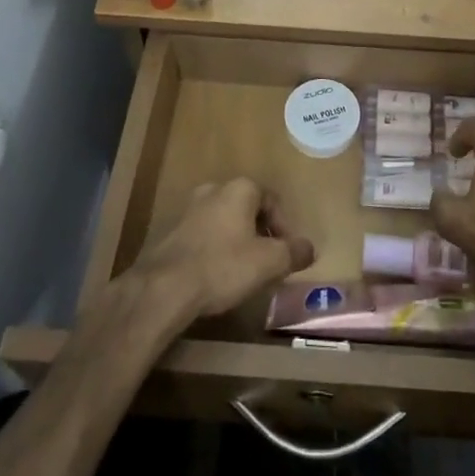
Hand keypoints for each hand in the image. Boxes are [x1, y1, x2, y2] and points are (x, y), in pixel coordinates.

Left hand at [132, 177, 314, 318]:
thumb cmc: (223, 266)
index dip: (285, 227)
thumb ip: (293, 252)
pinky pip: (206, 235)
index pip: (273, 200)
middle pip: (248, 209)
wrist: (164, 287)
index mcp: (240, 188)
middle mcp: (214, 189)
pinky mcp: (173, 231)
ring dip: (238, 242)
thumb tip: (309, 248)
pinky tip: (217, 275)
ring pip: (226, 222)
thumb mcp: (269, 262)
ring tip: (244, 272)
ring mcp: (190, 209)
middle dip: (261, 234)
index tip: (287, 254)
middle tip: (268, 262)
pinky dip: (217, 250)